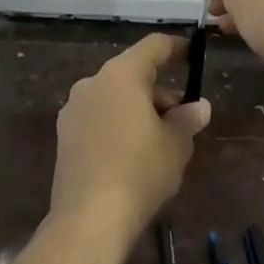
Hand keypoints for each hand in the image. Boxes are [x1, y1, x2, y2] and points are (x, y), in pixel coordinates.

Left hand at [51, 34, 210, 240]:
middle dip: (159, 91)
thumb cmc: (140, 171)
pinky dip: (118, 125)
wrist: (89, 217)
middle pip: (132, 74)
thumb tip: (199, 107)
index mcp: (121, 75)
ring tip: (161, 140)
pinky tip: (133, 154)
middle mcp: (92, 83)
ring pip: (113, 97)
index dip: (175, 47)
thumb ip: (187, 119)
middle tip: (183, 118)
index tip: (191, 54)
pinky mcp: (64, 136)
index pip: (153, 46)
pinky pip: (98, 118)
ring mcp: (73, 110)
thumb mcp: (175, 144)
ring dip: (138, 109)